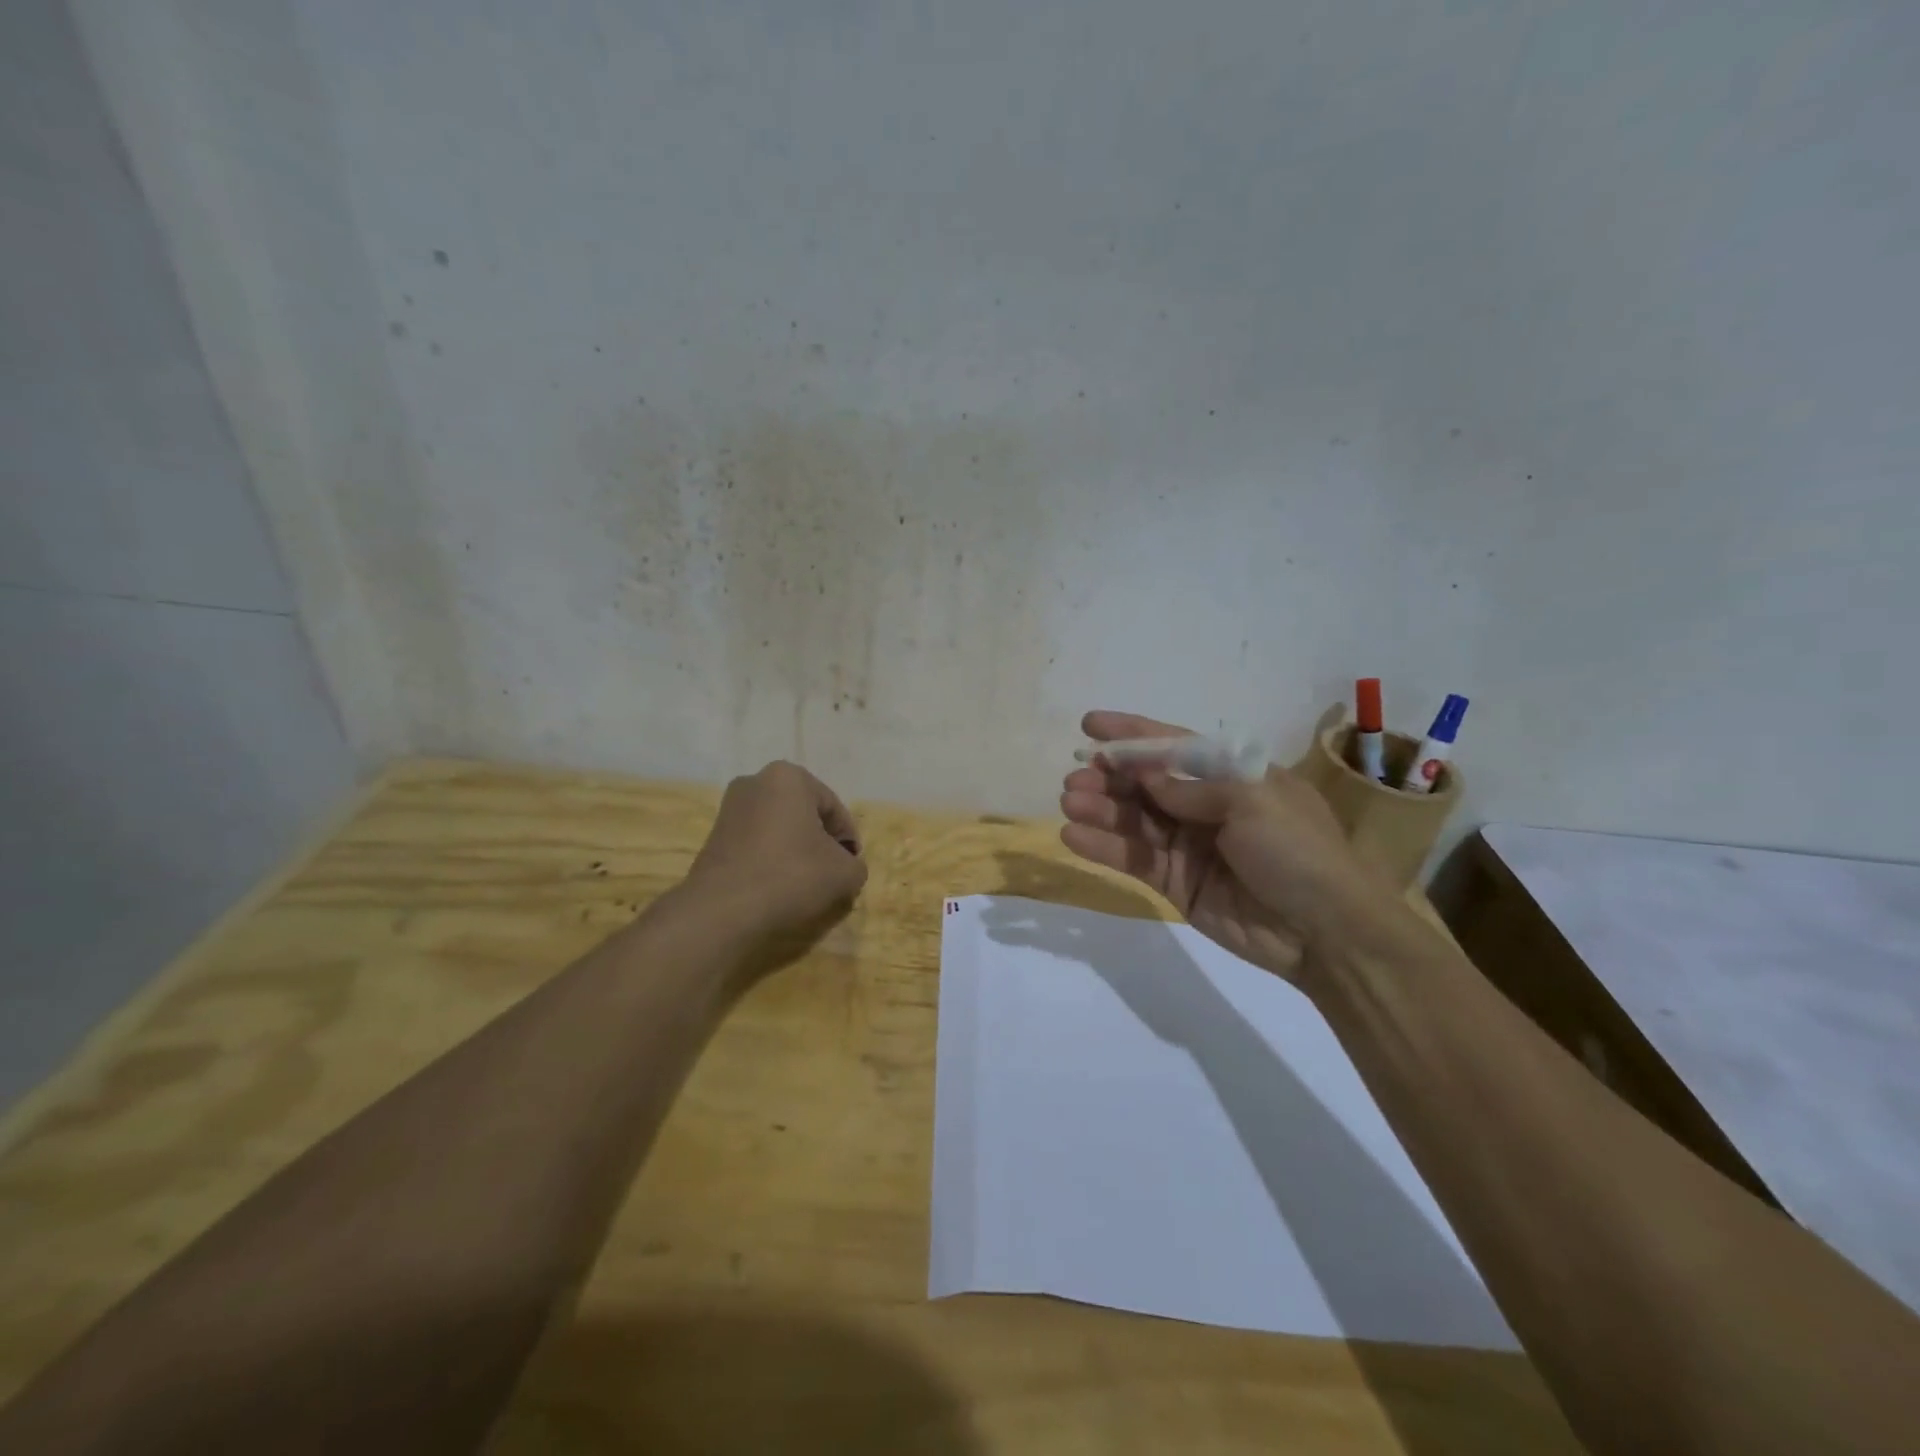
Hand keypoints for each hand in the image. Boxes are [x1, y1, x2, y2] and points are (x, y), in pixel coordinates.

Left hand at [685, 761, 867, 937]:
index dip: (849, 840)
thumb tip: (845, 867)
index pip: (834, 808)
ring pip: (779, 831)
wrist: (722, 912)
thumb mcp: (844, 873)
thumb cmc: (791, 876)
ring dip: (796, 853)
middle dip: (820, 843)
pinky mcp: (713, 838)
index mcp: (789, 776)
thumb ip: (855, 865)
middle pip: (805, 816)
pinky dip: (771, 862)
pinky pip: (756, 846)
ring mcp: (729, 809)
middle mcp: (755, 782)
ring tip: (805, 886)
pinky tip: (777, 889)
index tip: (851, 868)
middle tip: (831, 875)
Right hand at [1059, 711, 1402, 981]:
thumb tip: (1146, 777)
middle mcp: (1206, 805)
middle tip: (1075, 777)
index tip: (1090, 724)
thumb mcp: (1253, 801)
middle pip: (1146, 783)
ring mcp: (1188, 845)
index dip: (1132, 734)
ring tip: (1068, 802)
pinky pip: (1132, 858)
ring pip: (1134, 819)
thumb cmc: (1297, 851)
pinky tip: (1073, 836)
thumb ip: (1192, 788)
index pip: (1175, 745)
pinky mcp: (1174, 882)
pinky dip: (1103, 846)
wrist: (1324, 932)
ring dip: (1099, 808)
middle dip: (1109, 776)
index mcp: (1233, 776)